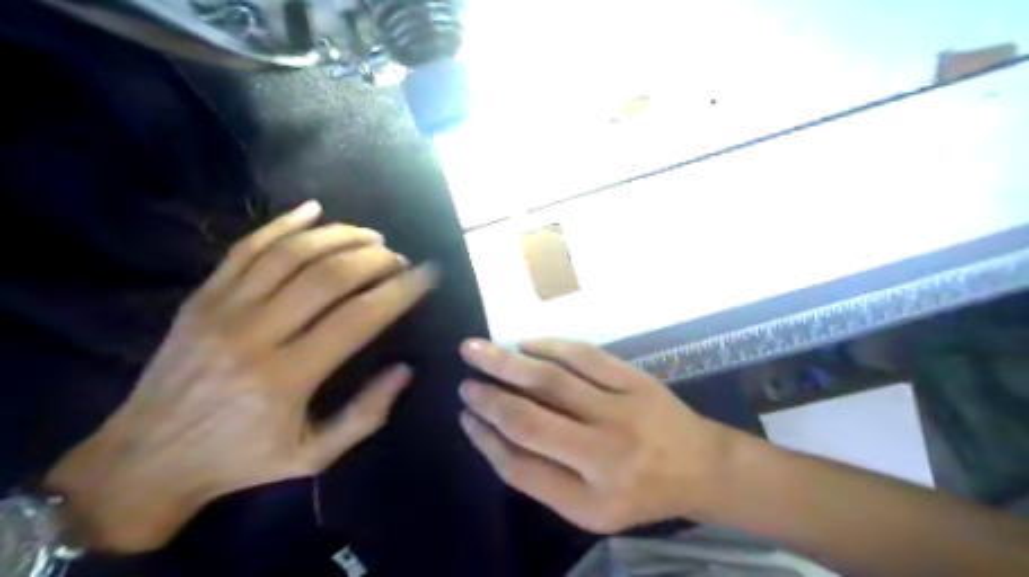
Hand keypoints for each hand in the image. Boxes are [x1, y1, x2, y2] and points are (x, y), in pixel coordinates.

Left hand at [45, 200, 436, 551]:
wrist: (143, 463)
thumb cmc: (240, 462)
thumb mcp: (314, 456)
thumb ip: (366, 415)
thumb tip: (405, 370)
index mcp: (288, 378)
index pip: (359, 317)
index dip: (401, 290)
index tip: (428, 274)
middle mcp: (256, 335)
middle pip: (328, 276)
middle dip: (375, 258)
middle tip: (400, 258)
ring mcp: (223, 310)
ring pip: (290, 254)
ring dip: (339, 236)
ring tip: (372, 236)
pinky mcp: (201, 298)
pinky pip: (245, 249)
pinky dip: (282, 224)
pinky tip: (313, 209)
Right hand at [455, 341, 731, 534]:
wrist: (701, 466)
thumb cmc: (639, 493)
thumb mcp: (590, 509)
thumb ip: (541, 477)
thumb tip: (494, 433)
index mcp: (591, 497)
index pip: (520, 467)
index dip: (486, 439)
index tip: (465, 416)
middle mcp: (605, 454)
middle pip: (530, 420)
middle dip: (489, 398)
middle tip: (463, 381)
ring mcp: (623, 410)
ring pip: (553, 381)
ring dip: (508, 363)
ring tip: (476, 349)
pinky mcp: (636, 380)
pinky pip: (585, 356)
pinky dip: (550, 346)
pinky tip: (524, 343)